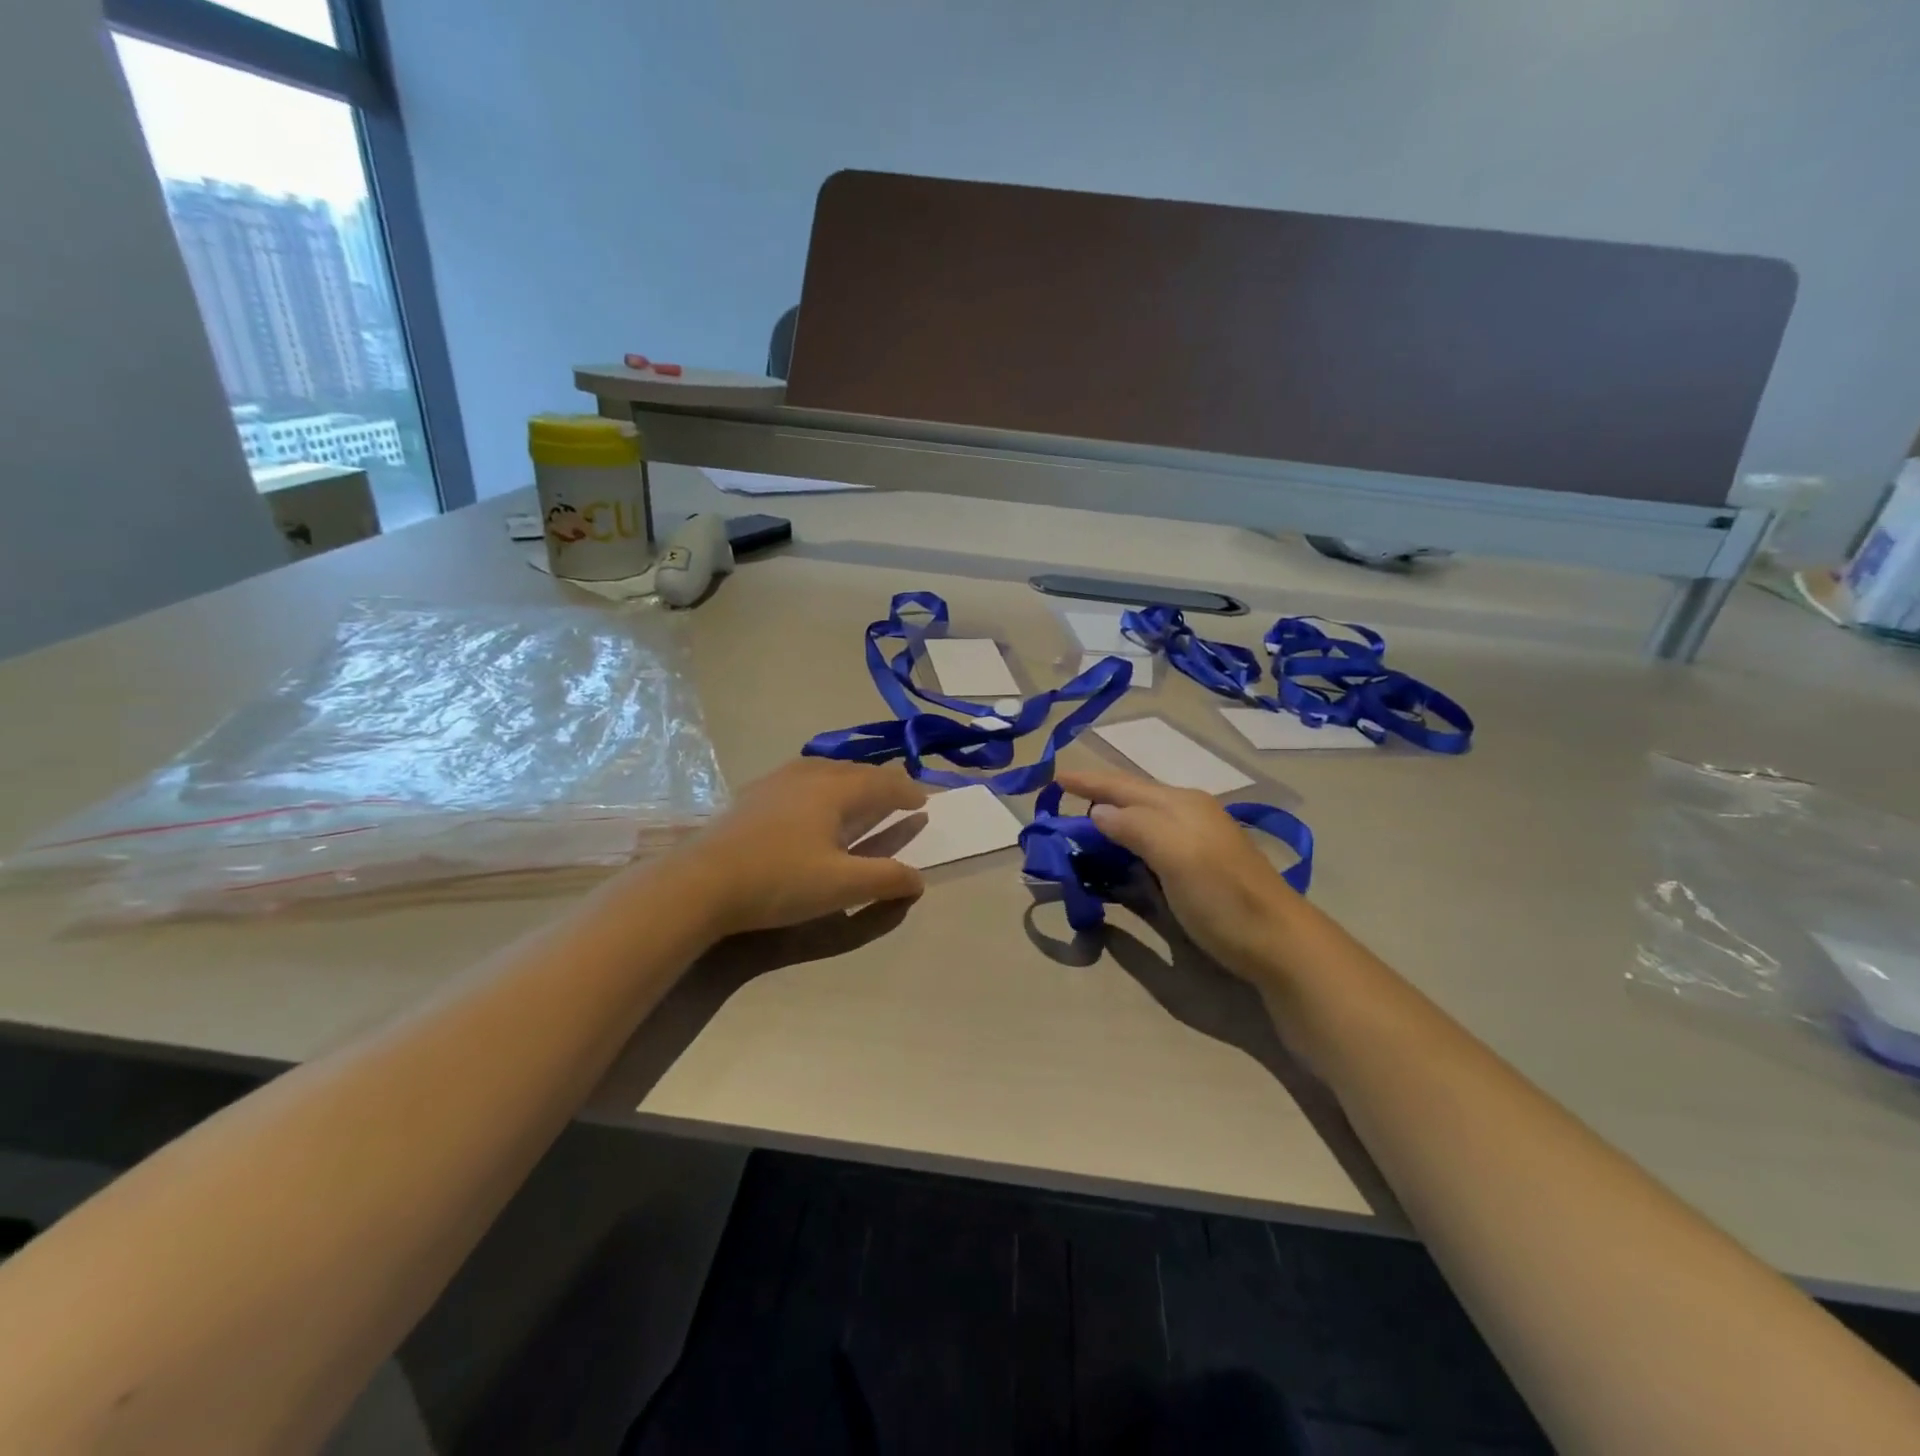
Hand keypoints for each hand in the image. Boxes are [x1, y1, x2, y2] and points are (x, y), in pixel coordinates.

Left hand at [676, 758, 928, 937]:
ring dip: (850, 779)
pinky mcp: (752, 795)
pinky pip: (800, 778)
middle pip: (856, 770)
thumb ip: (885, 879)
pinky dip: (821, 784)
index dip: (907, 792)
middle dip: (881, 781)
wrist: (701, 882)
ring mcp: (776, 781)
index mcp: (835, 790)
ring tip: (859, 791)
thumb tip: (918, 879)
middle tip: (897, 795)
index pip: (883, 784)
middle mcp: (808, 775)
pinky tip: (809, 800)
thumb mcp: (841, 886)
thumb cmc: (779, 881)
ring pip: (825, 769)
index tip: (924, 801)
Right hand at [1053, 766, 1299, 980]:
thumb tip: (1098, 812)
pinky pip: (1152, 838)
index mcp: (1180, 804)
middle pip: (1133, 795)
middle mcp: (1188, 812)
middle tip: (1063, 796)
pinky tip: (1120, 848)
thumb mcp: (1176, 857)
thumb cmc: (1223, 898)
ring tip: (1083, 818)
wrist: (1279, 942)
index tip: (1053, 777)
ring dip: (1112, 814)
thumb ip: (1136, 827)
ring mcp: (1197, 837)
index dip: (1088, 781)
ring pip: (1143, 815)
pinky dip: (1127, 837)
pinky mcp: (1200, 863)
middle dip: (1098, 794)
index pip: (1123, 785)